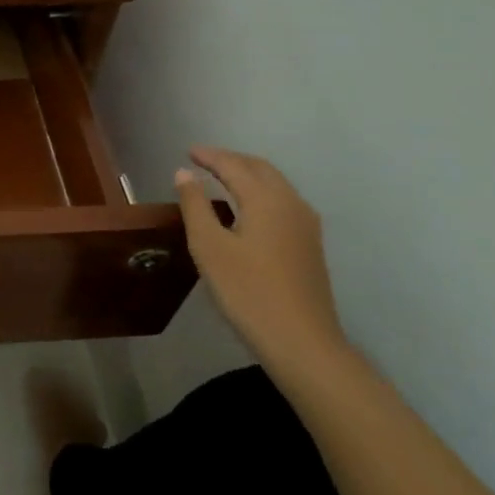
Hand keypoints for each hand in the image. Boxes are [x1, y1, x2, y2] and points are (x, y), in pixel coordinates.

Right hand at [175, 148, 349, 379]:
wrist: (302, 342)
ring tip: (221, 179)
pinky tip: (246, 209)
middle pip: (260, 169)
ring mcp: (306, 225)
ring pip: (275, 185)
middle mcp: (291, 204)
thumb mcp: (209, 246)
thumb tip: (184, 174)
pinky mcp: (310, 245)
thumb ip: (195, 205)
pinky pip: (282, 202)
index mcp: (266, 199)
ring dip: (248, 175)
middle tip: (203, 161)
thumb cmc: (248, 291)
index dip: (210, 156)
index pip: (234, 165)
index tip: (188, 151)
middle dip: (231, 160)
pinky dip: (260, 192)